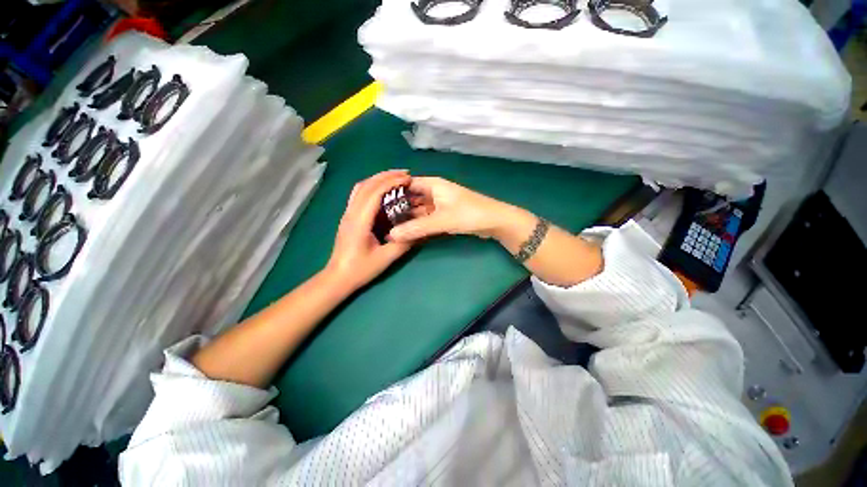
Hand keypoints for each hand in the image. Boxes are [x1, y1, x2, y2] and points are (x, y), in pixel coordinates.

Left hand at [325, 170, 412, 292]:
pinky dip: (371, 187)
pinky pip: (358, 195)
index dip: (391, 182)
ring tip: (395, 178)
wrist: (338, 277)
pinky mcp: (348, 217)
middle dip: (386, 176)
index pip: (374, 193)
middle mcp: (351, 213)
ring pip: (360, 187)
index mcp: (359, 221)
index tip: (408, 179)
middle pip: (366, 185)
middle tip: (405, 174)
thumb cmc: (360, 269)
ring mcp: (347, 214)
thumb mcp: (386, 258)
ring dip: (377, 179)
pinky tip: (382, 191)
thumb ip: (403, 243)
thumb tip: (419, 230)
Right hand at [388, 177, 524, 241]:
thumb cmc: (469, 214)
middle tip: (380, 220)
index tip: (376, 204)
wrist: (495, 222)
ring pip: (418, 210)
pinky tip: (407, 232)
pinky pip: (426, 218)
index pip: (406, 184)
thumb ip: (416, 228)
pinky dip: (418, 224)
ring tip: (389, 227)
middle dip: (398, 208)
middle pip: (411, 198)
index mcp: (432, 184)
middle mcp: (433, 192)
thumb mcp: (441, 220)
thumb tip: (391, 236)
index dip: (391, 193)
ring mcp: (439, 204)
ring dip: (407, 218)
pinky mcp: (444, 215)